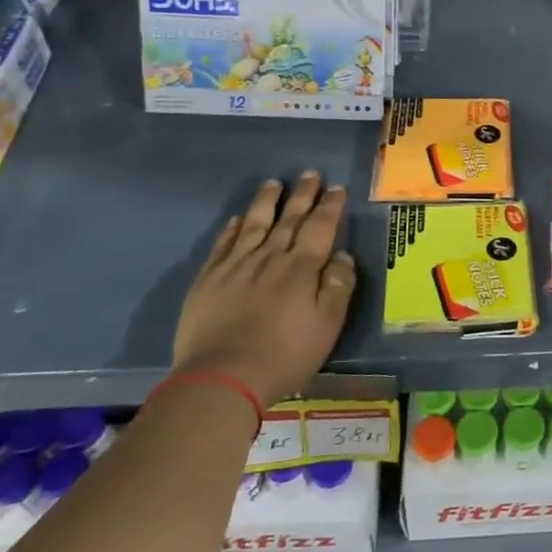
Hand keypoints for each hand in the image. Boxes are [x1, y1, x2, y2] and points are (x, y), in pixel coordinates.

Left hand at [171, 172, 357, 406]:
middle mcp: (270, 256)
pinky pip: (223, 244)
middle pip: (289, 218)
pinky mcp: (209, 279)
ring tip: (273, 183)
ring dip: (266, 202)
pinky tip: (236, 219)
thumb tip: (342, 256)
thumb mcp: (328, 324)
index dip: (330, 206)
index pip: (320, 227)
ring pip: (254, 223)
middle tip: (310, 173)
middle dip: (302, 195)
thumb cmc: (285, 354)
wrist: (222, 377)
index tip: (336, 188)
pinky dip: (232, 228)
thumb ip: (338, 286)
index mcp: (302, 267)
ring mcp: (236, 265)